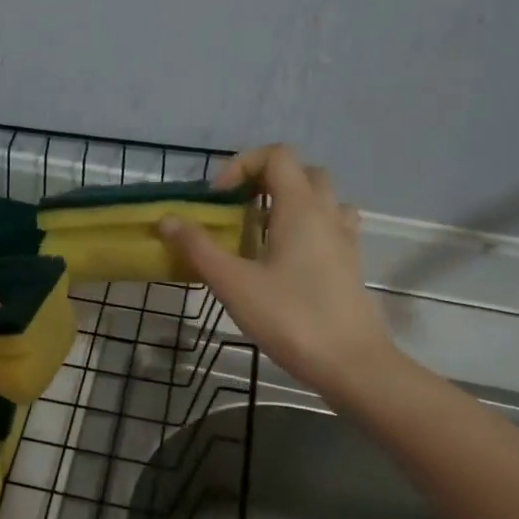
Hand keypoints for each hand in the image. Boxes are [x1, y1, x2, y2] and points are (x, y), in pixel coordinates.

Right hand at [159, 144, 398, 392]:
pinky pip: (330, 226)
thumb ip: (199, 248)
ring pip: (321, 198)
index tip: (219, 199)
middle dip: (266, 180)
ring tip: (261, 231)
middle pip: (301, 171)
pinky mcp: (350, 263)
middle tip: (238, 210)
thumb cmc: (290, 318)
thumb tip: (168, 220)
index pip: (277, 155)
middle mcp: (328, 213)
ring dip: (290, 202)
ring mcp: (345, 238)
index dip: (242, 165)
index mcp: (300, 207)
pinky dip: (307, 226)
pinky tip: (286, 257)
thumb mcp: (233, 283)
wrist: (351, 363)